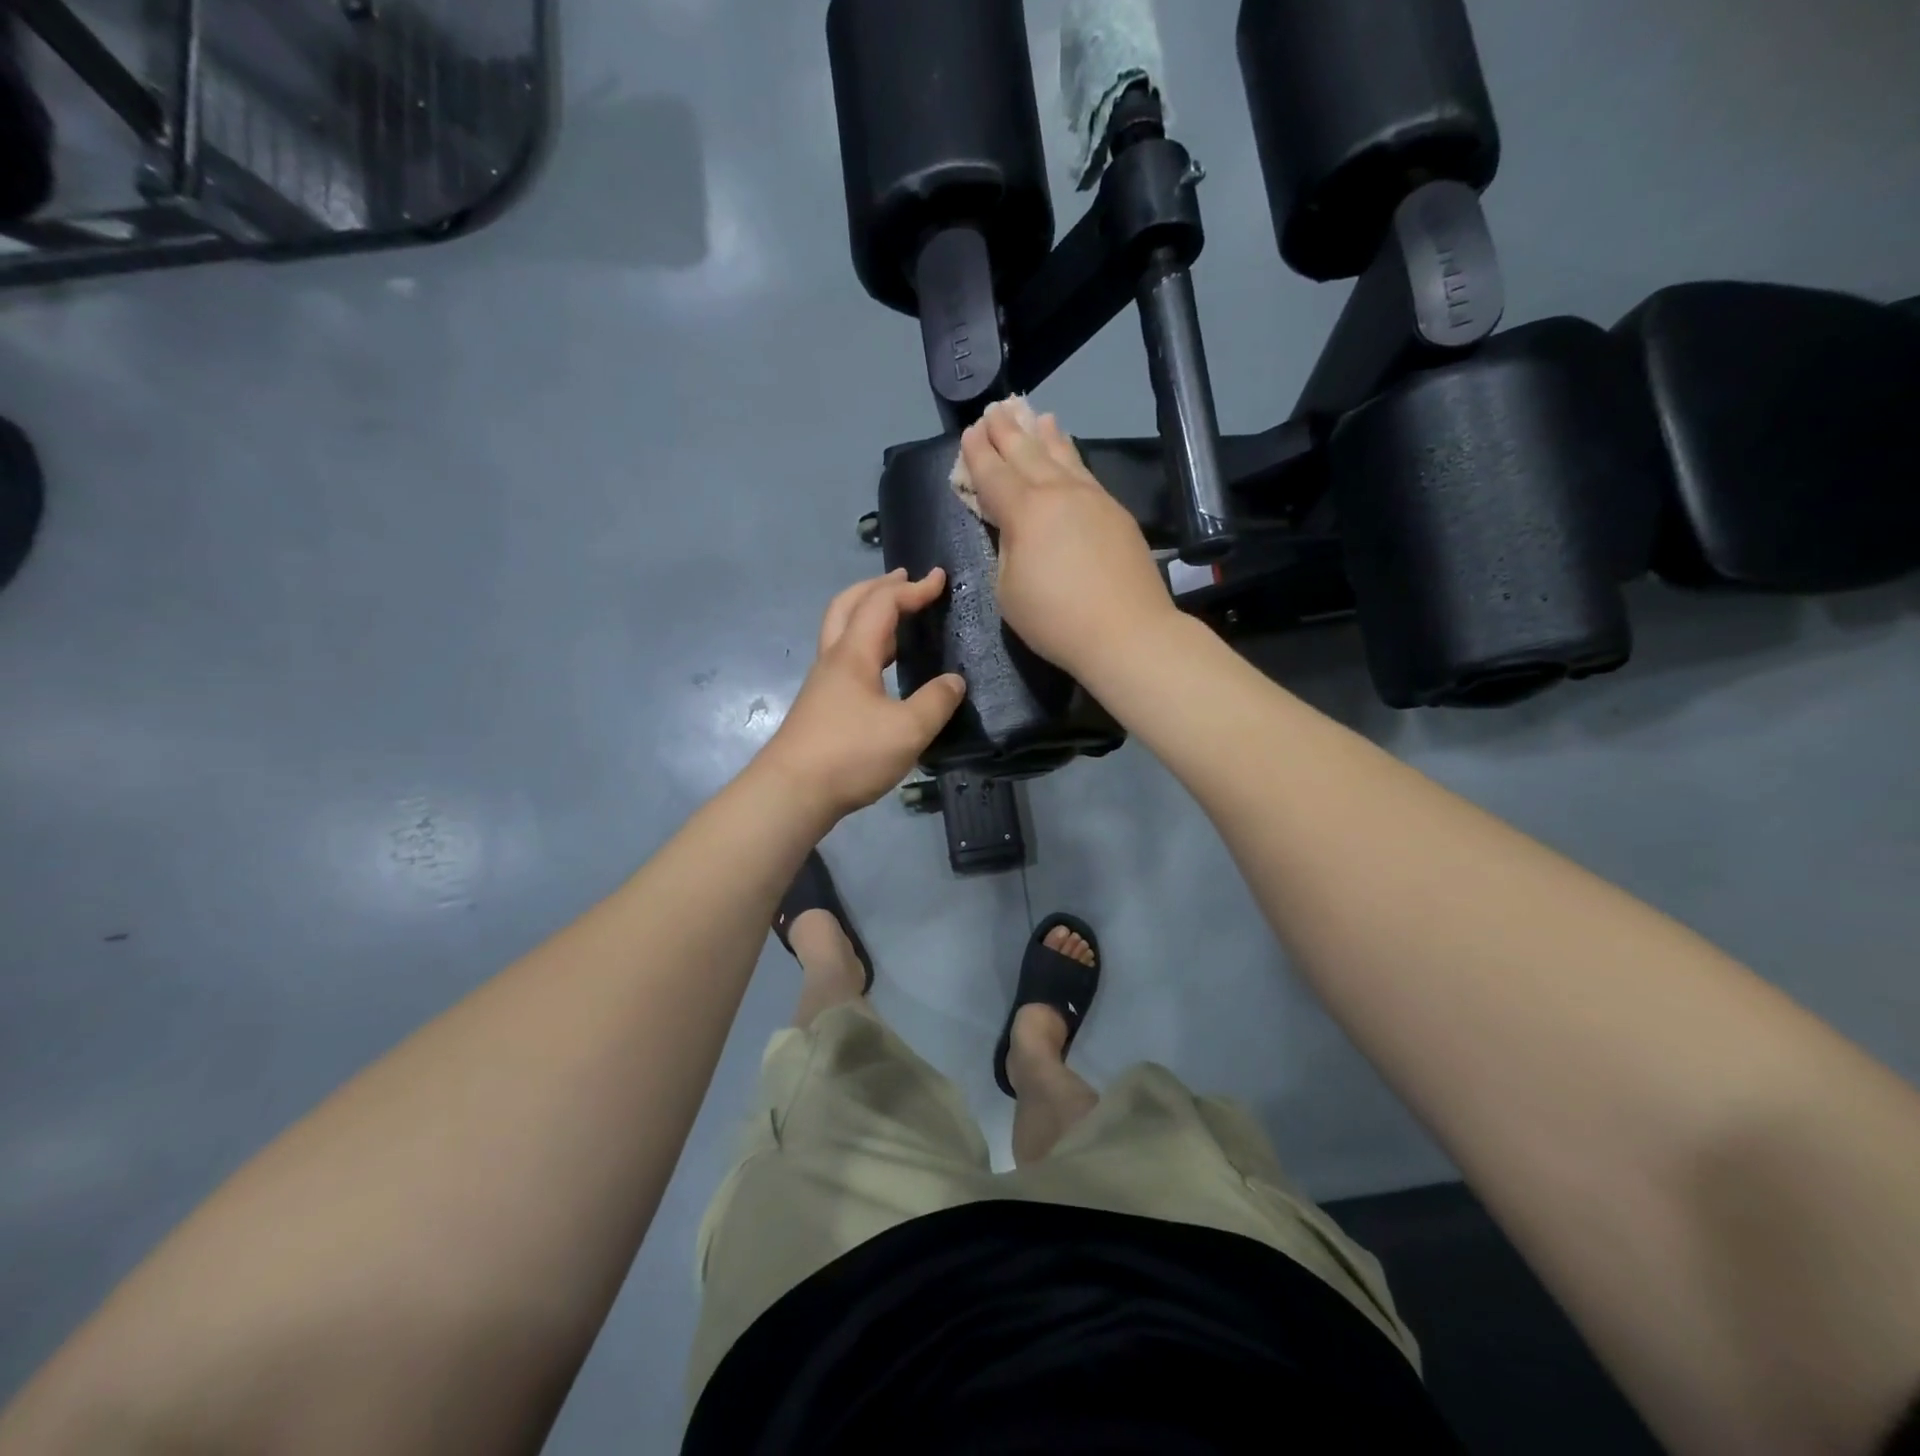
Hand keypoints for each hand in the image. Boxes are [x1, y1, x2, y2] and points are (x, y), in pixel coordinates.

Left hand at [758, 569, 967, 821]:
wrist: (792, 792)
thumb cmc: (850, 754)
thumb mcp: (908, 730)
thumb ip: (936, 702)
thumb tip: (954, 681)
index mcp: (854, 654)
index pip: (883, 604)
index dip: (913, 588)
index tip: (940, 579)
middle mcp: (834, 660)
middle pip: (848, 605)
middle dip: (877, 587)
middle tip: (904, 579)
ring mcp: (823, 683)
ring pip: (842, 632)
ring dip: (868, 614)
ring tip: (898, 619)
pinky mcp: (820, 706)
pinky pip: (845, 658)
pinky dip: (866, 645)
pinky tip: (883, 668)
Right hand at [959, 397, 1180, 678]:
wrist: (1127, 632)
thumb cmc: (1056, 619)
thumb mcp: (1008, 591)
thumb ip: (1006, 550)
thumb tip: (1016, 530)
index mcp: (1025, 512)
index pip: (994, 474)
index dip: (978, 453)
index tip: (970, 432)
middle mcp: (1058, 493)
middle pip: (1028, 454)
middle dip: (1007, 432)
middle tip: (995, 411)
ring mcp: (1092, 499)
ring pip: (1063, 456)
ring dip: (1044, 435)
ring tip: (1036, 416)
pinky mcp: (1116, 512)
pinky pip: (1086, 472)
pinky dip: (1072, 456)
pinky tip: (1070, 454)